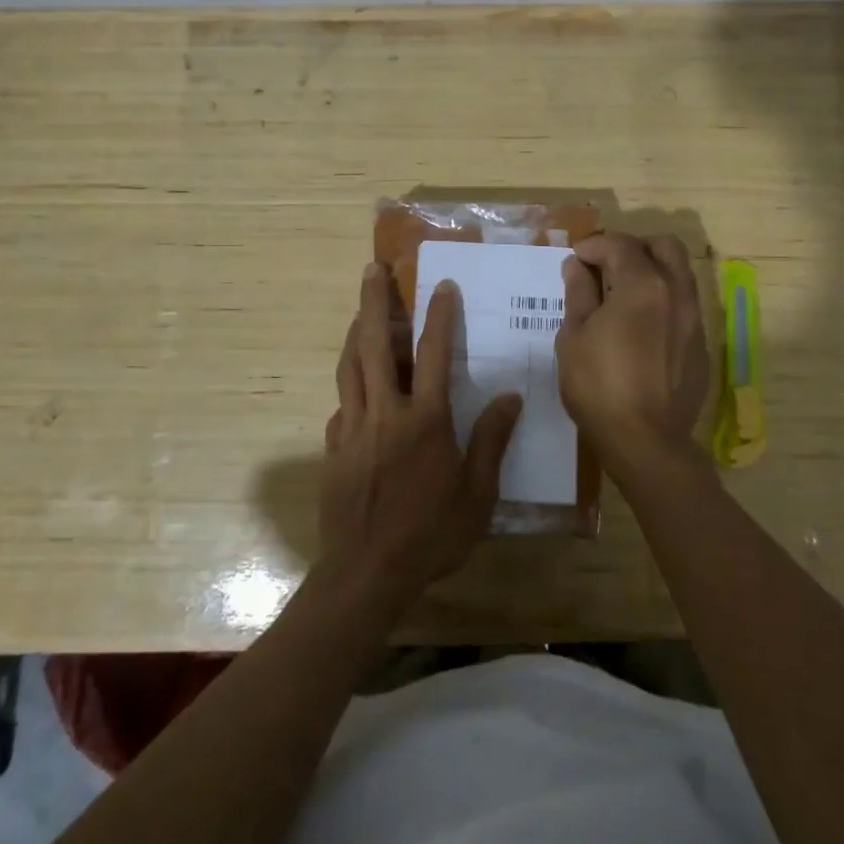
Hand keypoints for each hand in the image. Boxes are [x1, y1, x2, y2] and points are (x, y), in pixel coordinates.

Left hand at [318, 262, 522, 606]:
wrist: (366, 573)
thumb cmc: (431, 535)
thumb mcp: (477, 494)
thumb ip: (491, 441)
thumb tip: (510, 397)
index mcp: (425, 420)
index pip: (433, 353)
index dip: (439, 316)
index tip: (441, 286)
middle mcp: (385, 413)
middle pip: (376, 345)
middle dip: (374, 302)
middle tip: (372, 269)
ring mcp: (353, 428)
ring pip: (350, 367)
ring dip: (355, 333)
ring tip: (361, 311)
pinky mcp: (333, 448)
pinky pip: (341, 405)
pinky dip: (350, 386)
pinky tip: (356, 388)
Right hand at [556, 233, 709, 462]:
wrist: (646, 441)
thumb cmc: (599, 385)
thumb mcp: (574, 336)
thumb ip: (578, 293)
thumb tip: (576, 266)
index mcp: (643, 284)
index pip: (620, 244)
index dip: (593, 246)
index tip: (575, 260)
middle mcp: (677, 292)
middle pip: (664, 246)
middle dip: (634, 247)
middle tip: (606, 267)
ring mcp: (694, 319)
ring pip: (680, 274)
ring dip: (652, 272)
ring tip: (622, 295)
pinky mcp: (700, 345)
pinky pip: (684, 306)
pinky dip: (663, 301)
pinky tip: (640, 328)